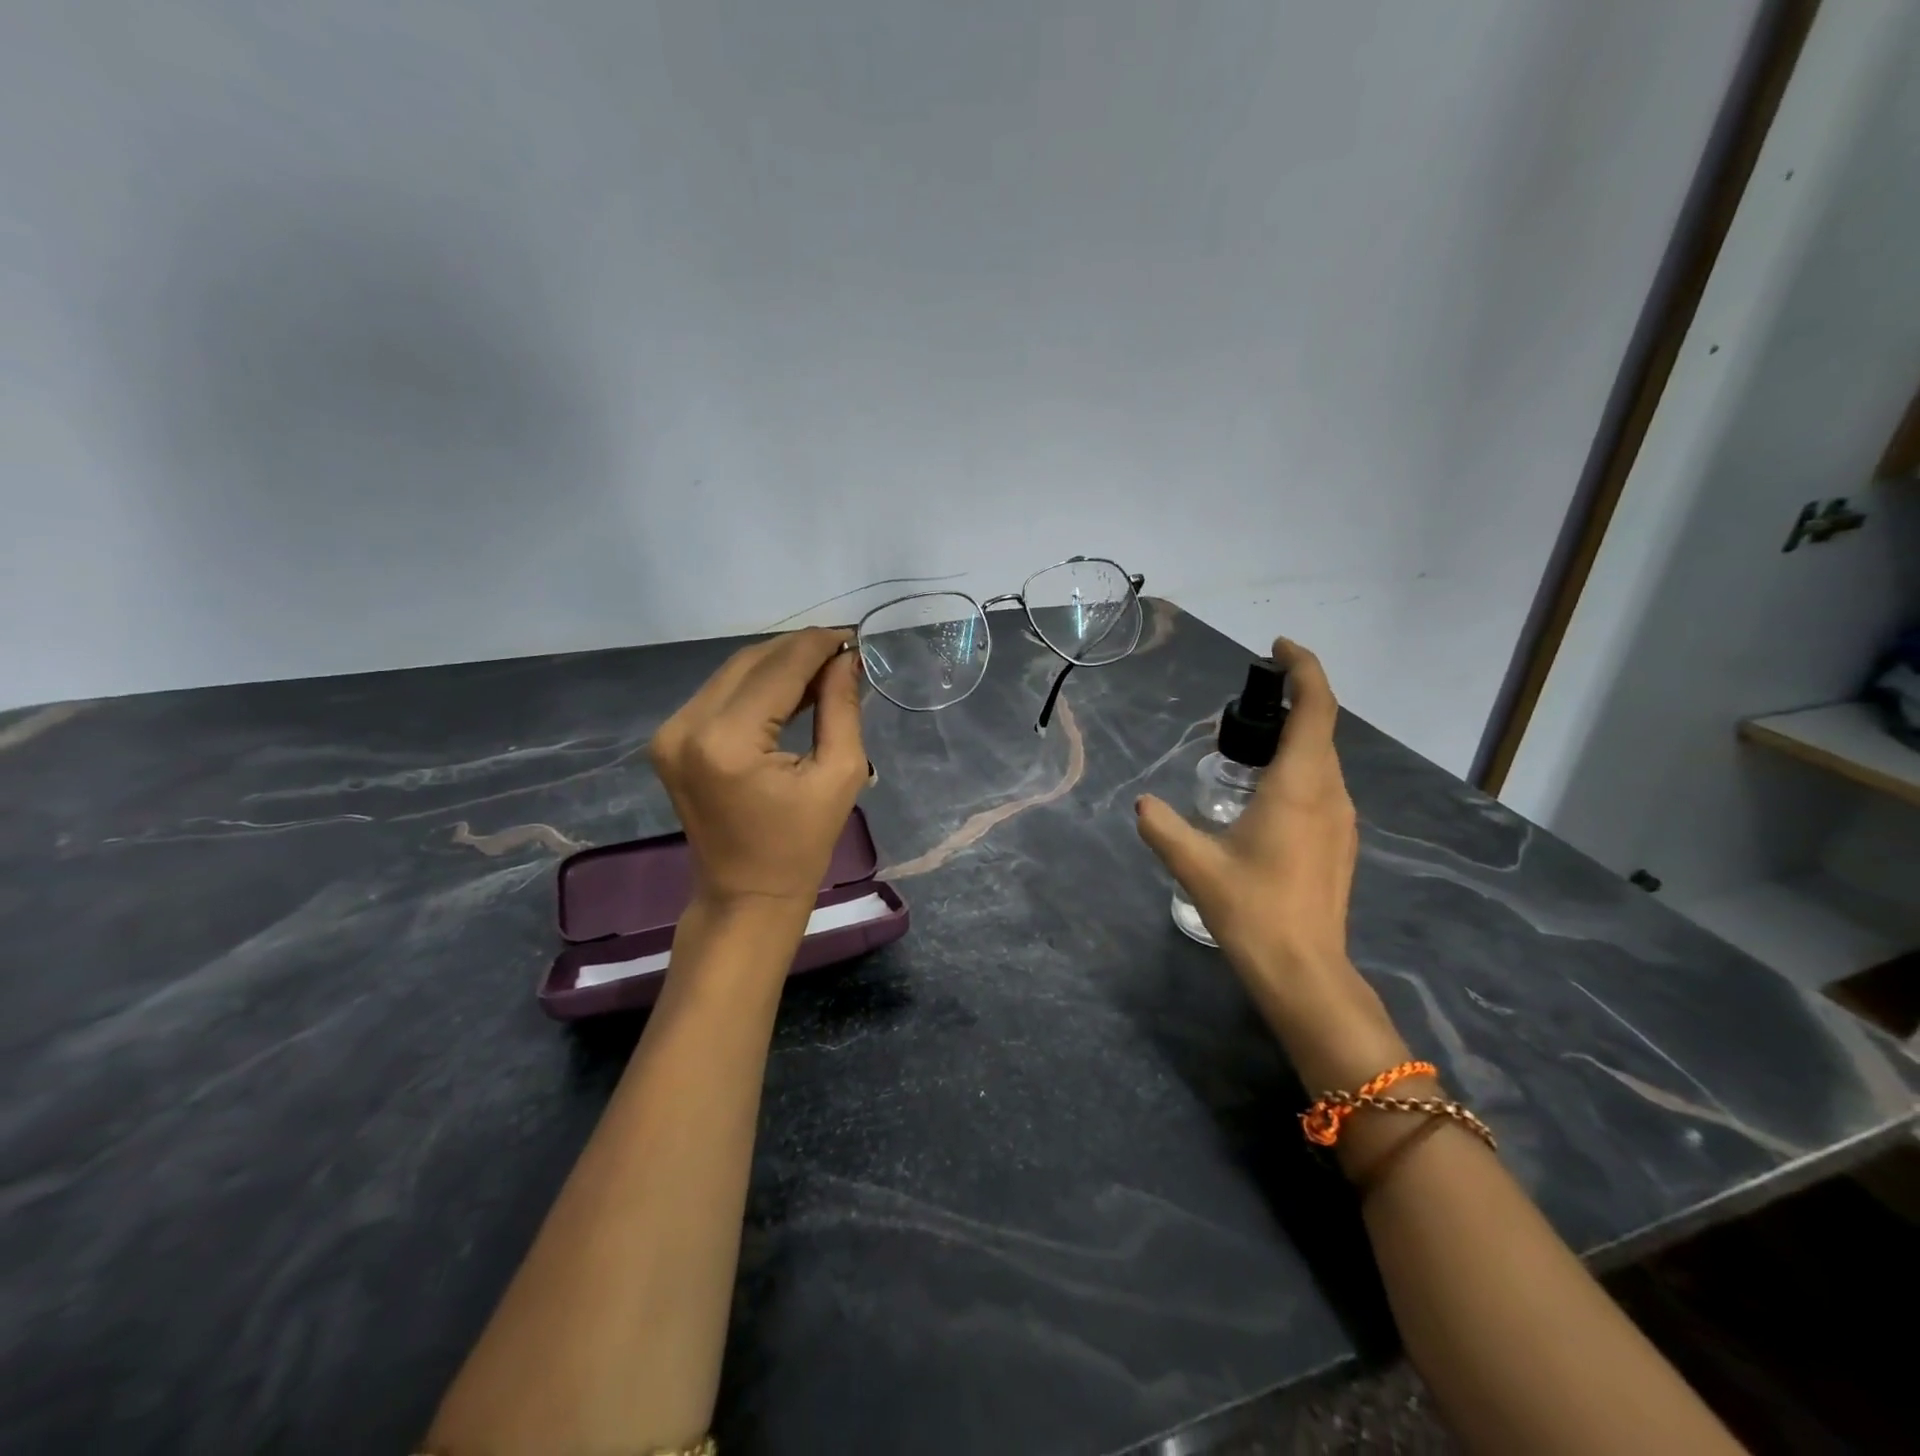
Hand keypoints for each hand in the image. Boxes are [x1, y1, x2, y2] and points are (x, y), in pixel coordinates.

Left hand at [649, 628, 868, 914]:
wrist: (745, 895)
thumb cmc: (802, 845)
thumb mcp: (840, 775)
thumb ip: (841, 707)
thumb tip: (846, 658)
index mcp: (728, 741)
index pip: (778, 669)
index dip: (817, 645)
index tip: (851, 636)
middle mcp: (687, 726)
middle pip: (750, 662)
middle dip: (798, 651)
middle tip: (841, 651)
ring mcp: (670, 733)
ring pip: (732, 672)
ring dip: (777, 664)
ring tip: (821, 669)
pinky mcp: (668, 740)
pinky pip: (718, 693)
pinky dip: (755, 685)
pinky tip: (789, 690)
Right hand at [1135, 639, 1394, 1080]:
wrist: (1305, 971)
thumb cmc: (1253, 911)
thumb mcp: (1195, 865)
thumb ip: (1162, 827)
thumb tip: (1142, 803)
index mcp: (1300, 786)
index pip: (1316, 709)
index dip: (1304, 669)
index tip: (1278, 649)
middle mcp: (1330, 793)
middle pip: (1322, 728)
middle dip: (1293, 700)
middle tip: (1248, 700)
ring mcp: (1342, 819)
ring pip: (1325, 758)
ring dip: (1297, 736)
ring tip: (1252, 742)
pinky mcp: (1341, 842)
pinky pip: (1324, 785)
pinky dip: (1301, 767)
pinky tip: (1266, 793)